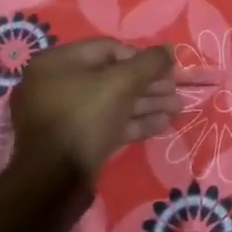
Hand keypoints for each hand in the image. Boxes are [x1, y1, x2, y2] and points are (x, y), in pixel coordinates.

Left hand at [10, 38, 178, 187]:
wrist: (54, 182)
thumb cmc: (84, 118)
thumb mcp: (121, 83)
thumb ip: (148, 63)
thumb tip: (170, 49)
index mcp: (57, 63)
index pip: (108, 49)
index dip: (141, 57)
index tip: (167, 69)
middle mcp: (56, 85)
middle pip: (112, 77)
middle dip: (148, 84)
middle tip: (176, 91)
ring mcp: (65, 116)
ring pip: (112, 102)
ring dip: (146, 104)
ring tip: (177, 108)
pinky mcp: (75, 141)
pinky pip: (107, 124)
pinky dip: (134, 123)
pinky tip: (162, 125)